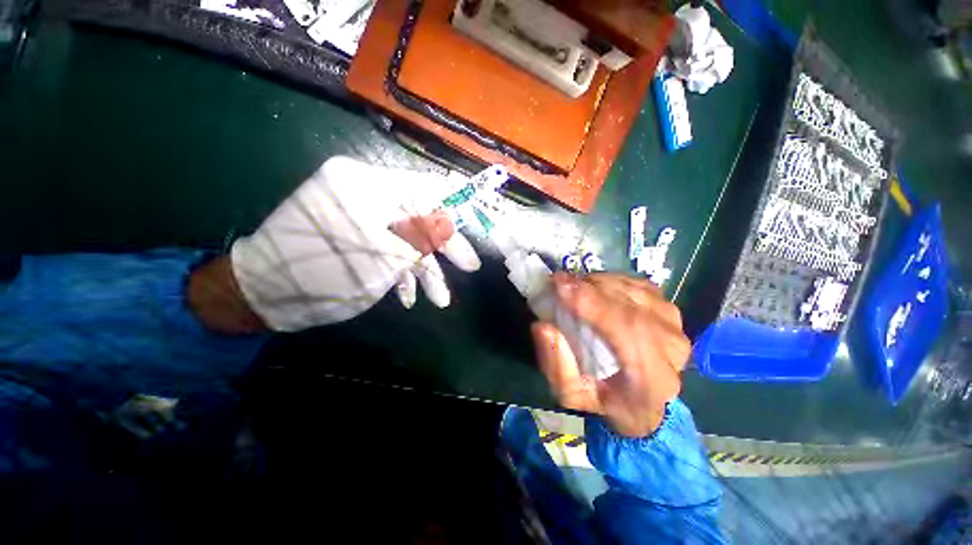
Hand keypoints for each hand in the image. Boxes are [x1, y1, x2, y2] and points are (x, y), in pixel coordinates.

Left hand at [229, 156, 480, 331]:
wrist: (261, 296)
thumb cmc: (322, 274)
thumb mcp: (384, 258)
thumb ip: (423, 238)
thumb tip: (453, 224)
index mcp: (365, 185)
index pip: (425, 186)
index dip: (457, 202)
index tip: (480, 219)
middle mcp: (362, 192)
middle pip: (420, 215)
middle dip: (445, 246)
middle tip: (470, 267)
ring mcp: (358, 215)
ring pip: (406, 237)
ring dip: (425, 269)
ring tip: (440, 299)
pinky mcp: (354, 234)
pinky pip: (388, 248)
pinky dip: (402, 272)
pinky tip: (410, 297)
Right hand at [531, 273, 690, 436]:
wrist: (640, 399)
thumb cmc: (602, 397)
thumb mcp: (570, 393)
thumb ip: (556, 364)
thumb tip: (543, 326)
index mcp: (652, 380)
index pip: (628, 333)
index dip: (594, 306)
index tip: (561, 288)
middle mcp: (672, 350)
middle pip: (632, 308)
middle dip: (591, 290)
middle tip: (559, 280)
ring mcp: (674, 326)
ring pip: (634, 292)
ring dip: (599, 283)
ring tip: (572, 284)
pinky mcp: (668, 309)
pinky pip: (638, 285)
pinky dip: (612, 280)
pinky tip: (593, 286)